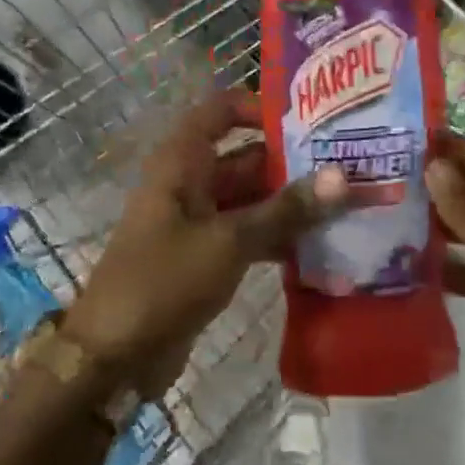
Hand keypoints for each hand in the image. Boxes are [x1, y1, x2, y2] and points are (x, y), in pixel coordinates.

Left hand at [68, 92, 347, 398]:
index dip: (260, 108)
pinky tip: (321, 248)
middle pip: (246, 158)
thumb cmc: (164, 280)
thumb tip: (342, 176)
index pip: (221, 111)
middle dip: (293, 163)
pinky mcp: (205, 257)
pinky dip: (277, 239)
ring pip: (251, 199)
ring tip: (346, 206)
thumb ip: (286, 209)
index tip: (310, 122)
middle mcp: (190, 183)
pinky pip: (248, 235)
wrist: (114, 356)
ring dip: (291, 205)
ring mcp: (197, 222)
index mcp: (182, 162)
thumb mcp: (229, 240)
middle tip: (349, 168)